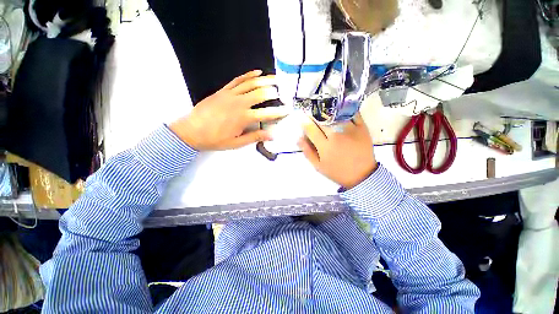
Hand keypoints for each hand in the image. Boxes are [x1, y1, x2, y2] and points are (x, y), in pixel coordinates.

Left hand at [170, 70, 288, 150]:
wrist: (191, 131)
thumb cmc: (215, 139)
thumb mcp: (236, 143)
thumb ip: (255, 137)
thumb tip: (271, 135)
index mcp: (243, 118)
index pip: (266, 113)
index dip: (279, 112)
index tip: (288, 110)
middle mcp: (239, 103)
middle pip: (260, 94)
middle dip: (274, 92)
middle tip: (284, 91)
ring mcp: (230, 94)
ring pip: (251, 84)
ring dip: (265, 80)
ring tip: (275, 79)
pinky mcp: (223, 90)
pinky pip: (237, 80)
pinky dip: (248, 75)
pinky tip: (257, 72)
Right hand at [298, 114, 377, 188]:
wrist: (362, 175)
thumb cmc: (337, 171)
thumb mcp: (318, 166)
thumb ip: (307, 151)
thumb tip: (299, 138)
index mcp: (325, 147)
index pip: (311, 129)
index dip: (304, 122)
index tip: (302, 118)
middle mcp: (336, 136)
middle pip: (322, 119)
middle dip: (314, 114)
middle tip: (312, 112)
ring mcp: (350, 130)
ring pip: (336, 114)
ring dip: (328, 110)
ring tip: (324, 109)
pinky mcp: (362, 128)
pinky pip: (353, 113)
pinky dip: (345, 108)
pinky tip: (339, 108)